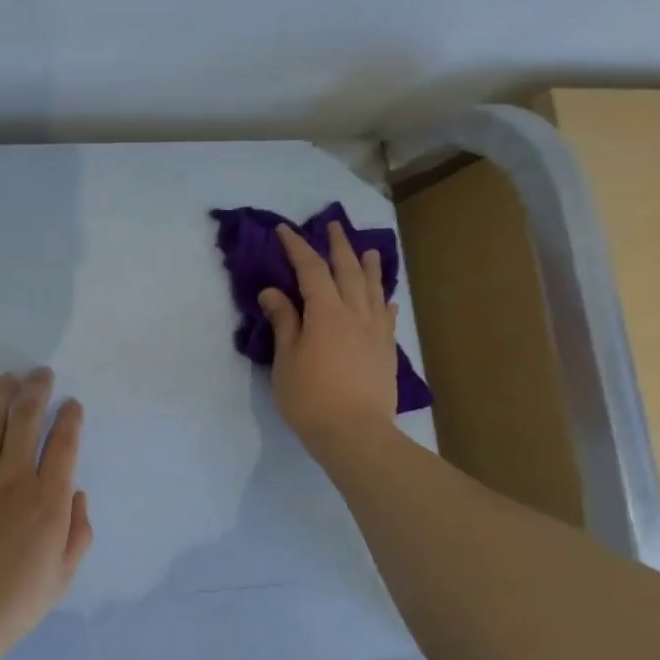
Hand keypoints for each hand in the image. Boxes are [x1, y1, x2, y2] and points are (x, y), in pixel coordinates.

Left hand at [0, 368, 92, 659]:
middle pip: (26, 419)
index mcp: (48, 501)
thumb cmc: (15, 603)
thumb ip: (78, 531)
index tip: (71, 404)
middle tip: (41, 373)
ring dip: (0, 394)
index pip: (64, 443)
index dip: (70, 417)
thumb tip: (77, 494)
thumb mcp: (63, 575)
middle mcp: (13, 480)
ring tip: (8, 378)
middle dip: (37, 389)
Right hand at [259, 221, 401, 458]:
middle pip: (348, 270)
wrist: (356, 433)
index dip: (297, 247)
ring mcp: (375, 331)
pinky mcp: (386, 350)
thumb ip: (284, 322)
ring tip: (368, 250)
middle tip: (332, 226)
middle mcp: (355, 313)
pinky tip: (385, 297)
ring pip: (373, 289)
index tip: (285, 230)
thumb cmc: (310, 397)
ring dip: (368, 266)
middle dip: (338, 246)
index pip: (311, 269)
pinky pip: (387, 315)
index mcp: (326, 312)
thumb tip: (273, 292)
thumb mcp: (286, 360)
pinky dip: (383, 300)